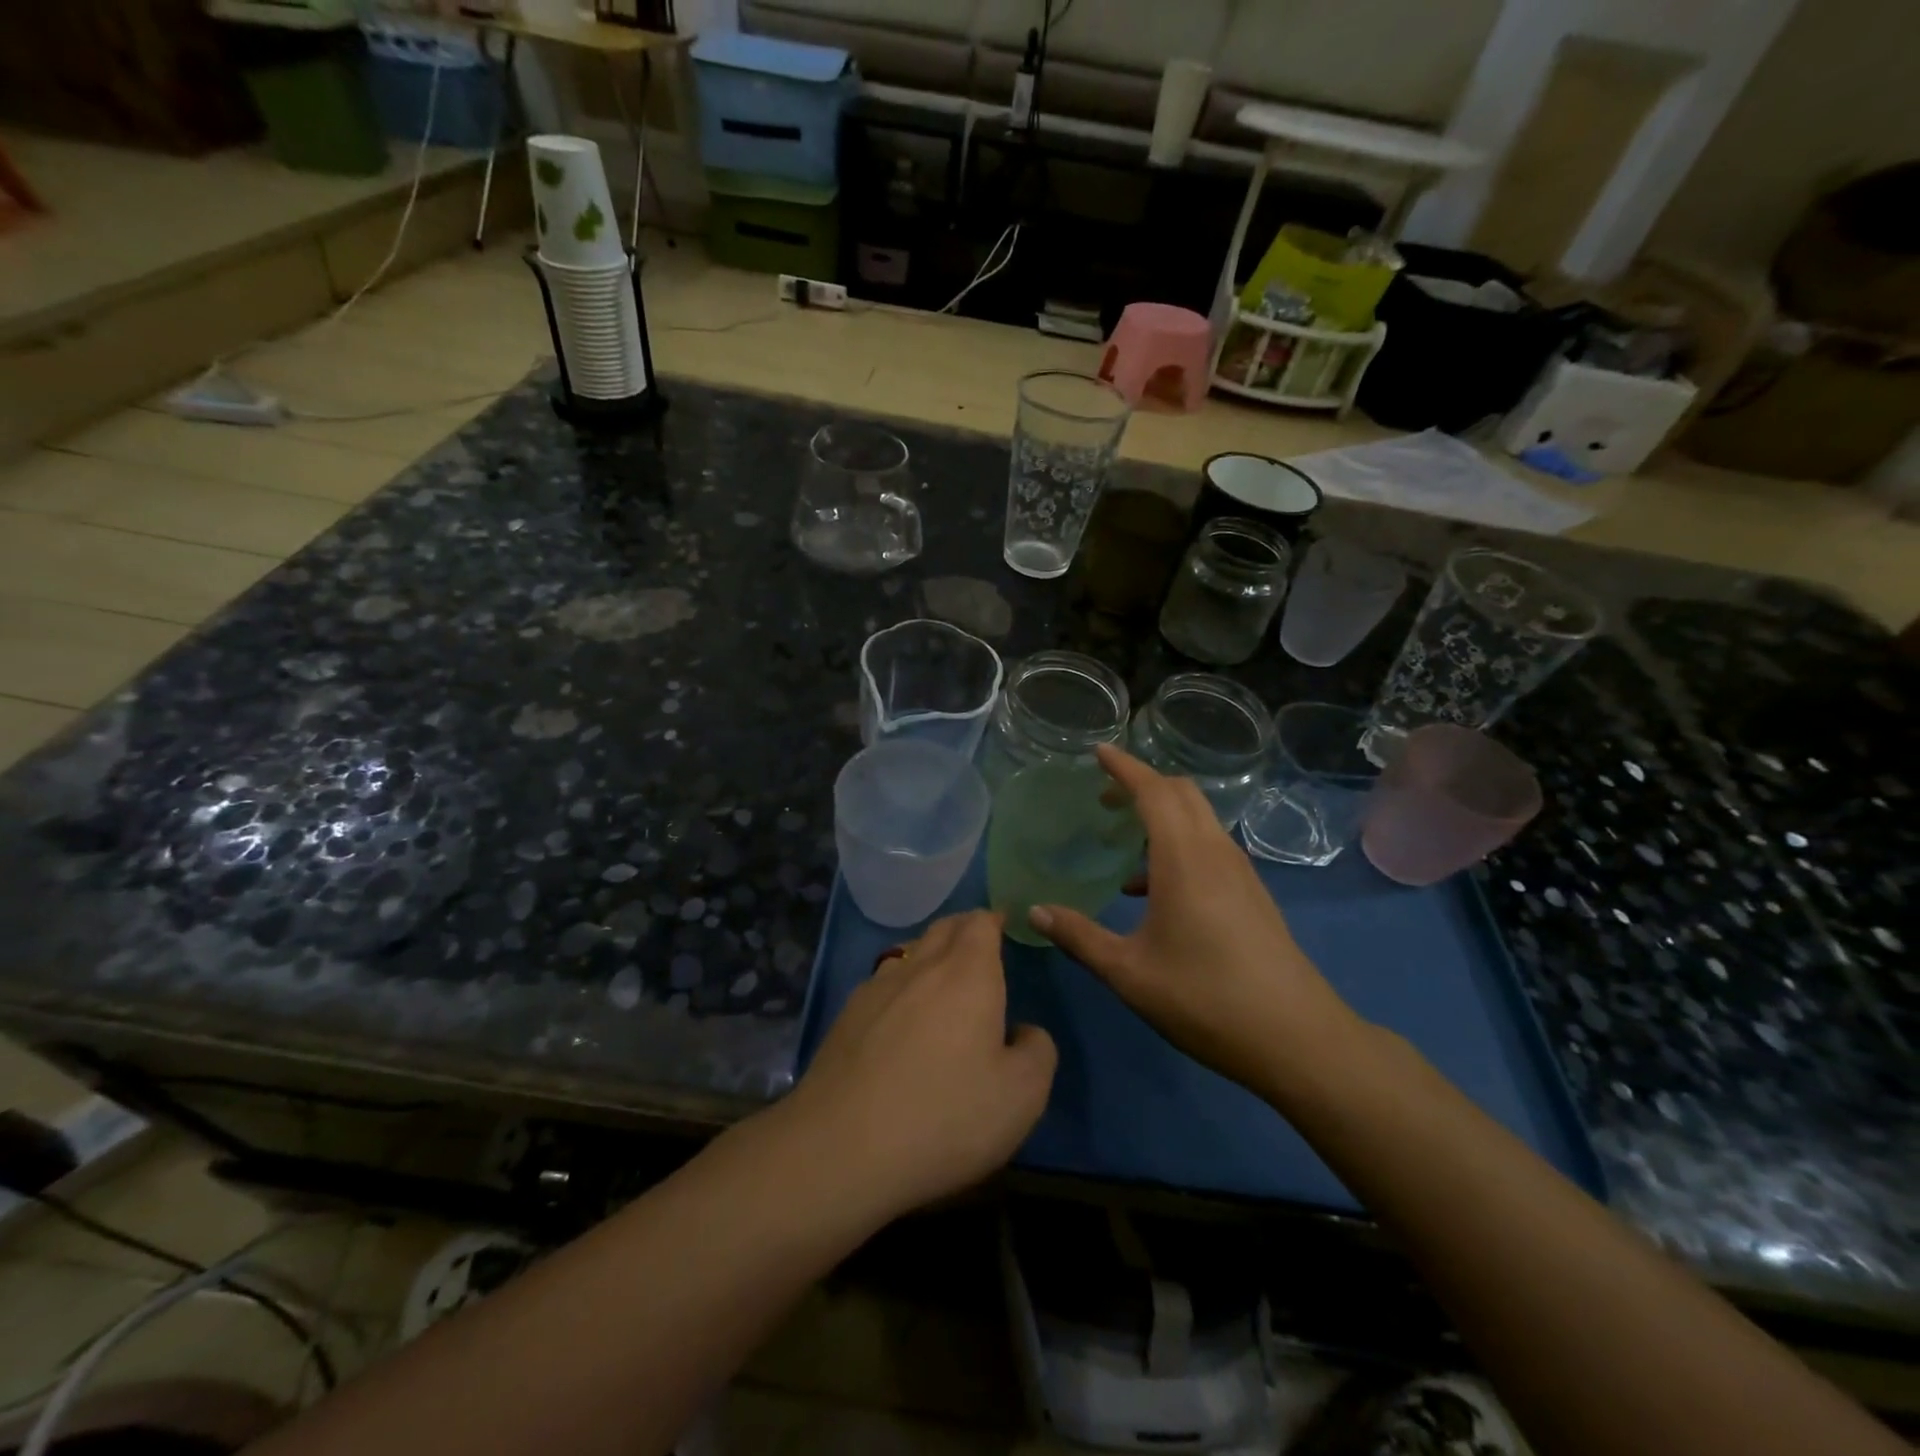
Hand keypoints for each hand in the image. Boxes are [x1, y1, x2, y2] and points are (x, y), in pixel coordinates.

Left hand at [786, 910, 1056, 1222]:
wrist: (842, 1148)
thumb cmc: (945, 1116)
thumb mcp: (1022, 1096)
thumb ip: (1037, 1051)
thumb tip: (1023, 1032)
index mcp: (968, 974)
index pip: (980, 923)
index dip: (994, 920)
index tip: (1004, 927)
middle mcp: (920, 967)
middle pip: (943, 929)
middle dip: (964, 929)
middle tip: (980, 946)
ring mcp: (876, 989)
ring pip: (909, 952)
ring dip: (930, 954)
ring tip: (942, 978)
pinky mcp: (846, 1017)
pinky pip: (882, 983)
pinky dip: (900, 986)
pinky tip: (900, 1018)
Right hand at [1029, 745, 1360, 1100]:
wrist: (1296, 1039)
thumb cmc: (1204, 999)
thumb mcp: (1129, 972)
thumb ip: (1079, 937)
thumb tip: (1034, 911)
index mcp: (1184, 859)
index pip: (1154, 791)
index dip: (1124, 767)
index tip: (1098, 751)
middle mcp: (1215, 852)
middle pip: (1182, 794)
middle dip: (1143, 784)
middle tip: (1104, 797)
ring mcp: (1240, 872)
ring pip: (1199, 819)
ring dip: (1162, 814)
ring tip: (1122, 840)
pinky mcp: (1252, 894)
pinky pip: (1209, 846)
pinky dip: (1178, 843)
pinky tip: (1152, 890)